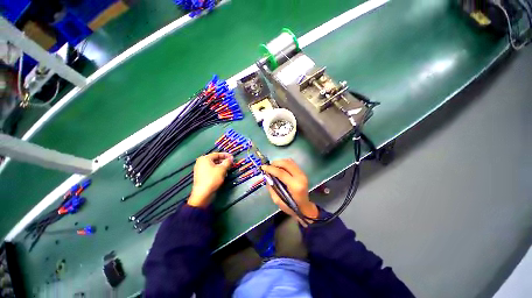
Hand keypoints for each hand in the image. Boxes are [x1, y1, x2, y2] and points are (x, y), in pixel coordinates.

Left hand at [188, 152, 232, 207]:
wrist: (203, 194)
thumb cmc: (213, 178)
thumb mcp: (222, 169)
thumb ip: (228, 162)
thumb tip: (231, 158)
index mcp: (204, 158)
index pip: (217, 154)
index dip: (226, 155)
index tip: (233, 157)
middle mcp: (201, 162)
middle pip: (215, 159)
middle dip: (224, 161)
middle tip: (231, 163)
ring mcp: (200, 169)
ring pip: (214, 165)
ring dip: (221, 166)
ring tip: (228, 169)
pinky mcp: (202, 176)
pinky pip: (211, 170)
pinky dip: (217, 170)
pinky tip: (223, 174)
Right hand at [261, 159, 317, 225]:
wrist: (305, 207)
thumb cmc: (291, 207)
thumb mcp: (278, 201)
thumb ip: (272, 188)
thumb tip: (267, 177)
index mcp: (295, 186)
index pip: (281, 173)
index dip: (271, 169)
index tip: (263, 167)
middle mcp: (300, 177)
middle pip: (286, 164)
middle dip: (275, 163)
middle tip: (268, 166)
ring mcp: (302, 174)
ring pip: (290, 162)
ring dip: (280, 162)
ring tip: (273, 166)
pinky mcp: (302, 172)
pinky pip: (292, 163)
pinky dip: (284, 163)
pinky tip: (279, 166)